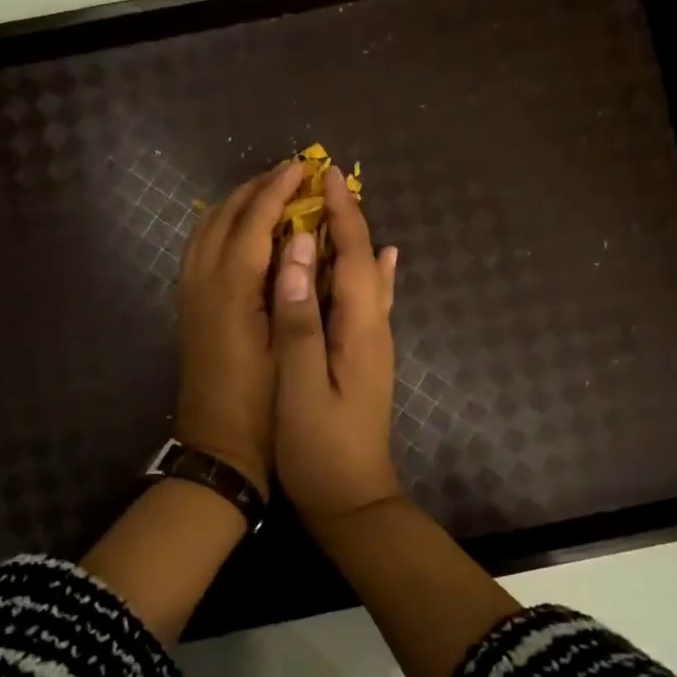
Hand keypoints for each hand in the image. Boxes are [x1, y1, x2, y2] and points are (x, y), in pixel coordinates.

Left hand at [174, 161, 307, 498]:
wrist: (218, 451)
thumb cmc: (264, 408)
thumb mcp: (289, 352)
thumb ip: (295, 291)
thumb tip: (305, 240)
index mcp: (230, 292)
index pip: (253, 223)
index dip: (278, 191)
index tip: (303, 168)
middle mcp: (202, 283)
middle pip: (223, 217)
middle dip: (255, 189)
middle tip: (291, 175)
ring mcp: (190, 295)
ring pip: (204, 230)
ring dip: (235, 205)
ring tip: (269, 194)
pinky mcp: (189, 309)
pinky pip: (198, 249)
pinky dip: (219, 226)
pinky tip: (241, 231)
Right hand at [270, 165, 402, 530]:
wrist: (353, 501)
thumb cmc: (320, 447)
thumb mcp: (301, 383)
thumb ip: (299, 318)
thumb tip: (295, 254)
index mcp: (360, 329)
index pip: (352, 257)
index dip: (340, 215)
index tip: (325, 175)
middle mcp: (374, 329)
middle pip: (365, 261)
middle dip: (348, 219)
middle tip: (325, 182)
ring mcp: (373, 346)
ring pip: (367, 279)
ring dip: (354, 241)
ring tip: (340, 209)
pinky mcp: (365, 360)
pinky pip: (368, 301)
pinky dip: (369, 272)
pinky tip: (381, 261)